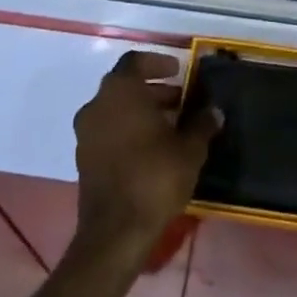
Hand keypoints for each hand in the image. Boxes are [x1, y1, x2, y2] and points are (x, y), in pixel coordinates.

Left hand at [72, 50, 219, 265]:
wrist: (114, 235)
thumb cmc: (154, 178)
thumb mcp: (189, 149)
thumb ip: (202, 124)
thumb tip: (214, 111)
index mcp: (120, 91)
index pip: (135, 61)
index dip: (158, 62)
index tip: (178, 71)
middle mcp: (97, 105)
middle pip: (125, 86)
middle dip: (153, 90)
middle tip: (180, 100)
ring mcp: (86, 134)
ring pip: (115, 110)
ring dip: (141, 112)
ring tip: (170, 127)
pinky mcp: (83, 161)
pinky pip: (107, 133)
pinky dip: (127, 132)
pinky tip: (152, 150)